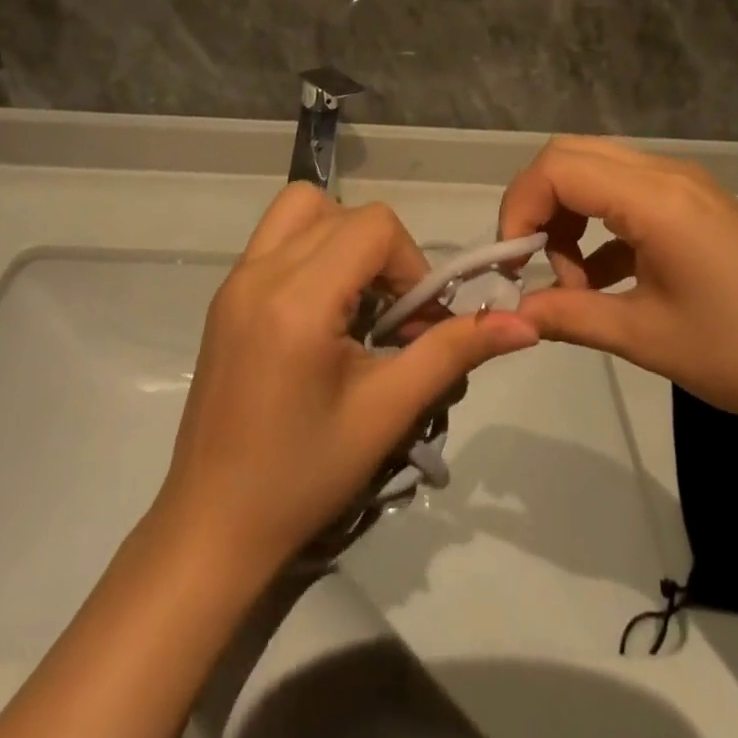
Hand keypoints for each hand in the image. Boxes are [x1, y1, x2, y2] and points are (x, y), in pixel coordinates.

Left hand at [155, 184, 538, 573]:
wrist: (212, 527)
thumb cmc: (303, 476)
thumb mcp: (387, 412)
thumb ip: (453, 352)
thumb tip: (525, 324)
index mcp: (297, 299)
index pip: (374, 225)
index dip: (411, 263)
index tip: (417, 323)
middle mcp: (261, 272)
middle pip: (344, 213)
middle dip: (384, 255)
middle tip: (392, 319)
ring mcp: (235, 279)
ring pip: (303, 209)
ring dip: (343, 238)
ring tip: (357, 301)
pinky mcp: (225, 294)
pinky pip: (277, 237)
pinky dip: (313, 250)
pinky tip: (322, 313)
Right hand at [498, 137, 737, 435]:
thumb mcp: (646, 338)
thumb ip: (569, 317)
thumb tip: (509, 316)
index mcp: (655, 198)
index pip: (557, 168)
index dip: (520, 208)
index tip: (512, 264)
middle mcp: (666, 174)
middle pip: (572, 156)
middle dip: (538, 205)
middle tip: (532, 263)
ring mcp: (684, 186)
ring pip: (597, 171)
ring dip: (568, 216)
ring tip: (571, 281)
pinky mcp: (695, 205)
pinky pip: (626, 194)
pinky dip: (598, 226)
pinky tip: (601, 280)